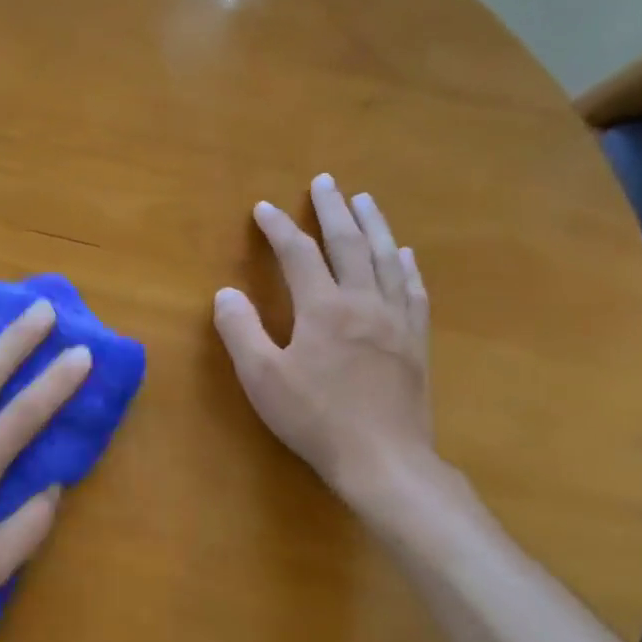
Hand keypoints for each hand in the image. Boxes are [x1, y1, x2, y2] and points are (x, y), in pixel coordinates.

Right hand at [213, 174, 432, 501]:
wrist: (384, 460)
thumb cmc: (315, 418)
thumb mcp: (262, 378)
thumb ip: (241, 330)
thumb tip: (226, 293)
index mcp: (324, 308)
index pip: (298, 254)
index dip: (278, 228)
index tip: (263, 208)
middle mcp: (364, 302)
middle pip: (349, 244)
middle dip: (333, 210)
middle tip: (325, 182)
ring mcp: (396, 320)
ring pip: (386, 259)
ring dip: (374, 225)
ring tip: (365, 200)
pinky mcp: (415, 342)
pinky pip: (412, 290)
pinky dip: (406, 266)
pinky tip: (404, 254)